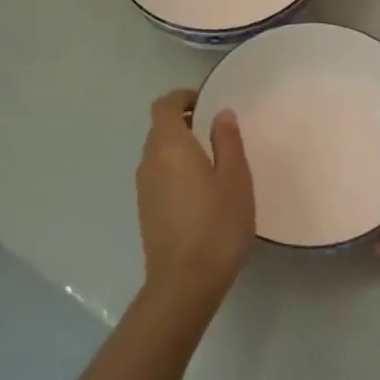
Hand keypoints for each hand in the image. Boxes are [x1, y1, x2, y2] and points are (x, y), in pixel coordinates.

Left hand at [136, 88, 254, 304]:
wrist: (185, 281)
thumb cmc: (217, 223)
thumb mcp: (235, 178)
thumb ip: (228, 141)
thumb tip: (220, 114)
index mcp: (169, 146)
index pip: (164, 106)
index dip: (182, 98)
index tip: (205, 102)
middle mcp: (149, 162)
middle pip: (159, 129)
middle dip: (184, 123)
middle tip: (216, 132)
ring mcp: (144, 188)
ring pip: (158, 154)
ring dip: (180, 149)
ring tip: (213, 163)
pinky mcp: (146, 211)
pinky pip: (159, 177)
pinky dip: (176, 171)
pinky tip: (201, 192)